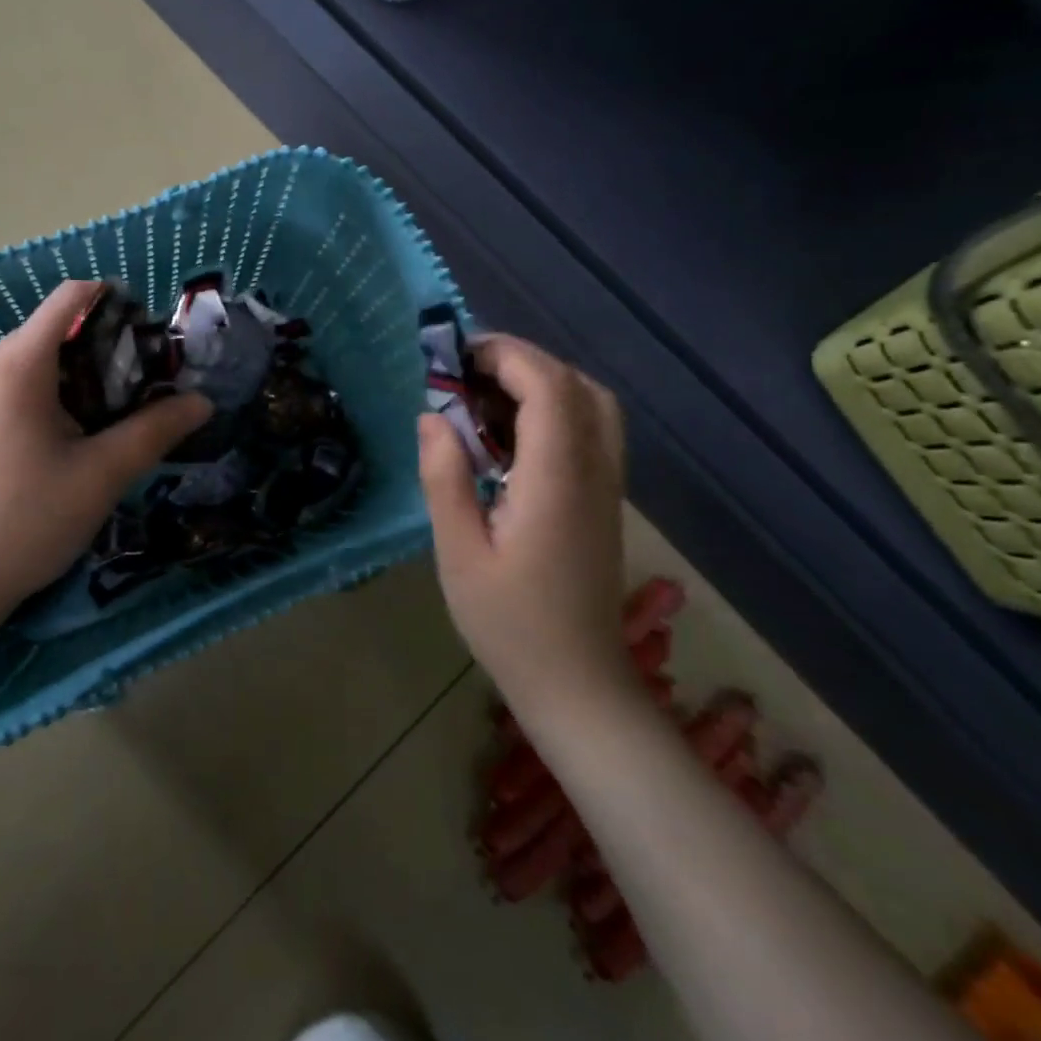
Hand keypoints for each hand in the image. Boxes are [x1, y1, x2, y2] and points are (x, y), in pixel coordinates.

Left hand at [0, 280, 211, 626]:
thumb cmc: (23, 522)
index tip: (151, 339)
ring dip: (74, 383)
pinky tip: (60, 449)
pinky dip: (43, 402)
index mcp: (15, 364)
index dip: (116, 303)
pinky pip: (6, 392)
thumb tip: (201, 402)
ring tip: (105, 428)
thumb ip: (154, 431)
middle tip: (140, 396)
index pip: (70, 298)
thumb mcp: (100, 476)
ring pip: (30, 367)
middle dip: (102, 354)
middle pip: (52, 334)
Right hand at [417, 335, 631, 720]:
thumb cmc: (509, 624)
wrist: (578, 684)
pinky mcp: (605, 500)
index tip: (456, 357)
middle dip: (522, 361)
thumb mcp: (458, 553)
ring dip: (542, 381)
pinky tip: (512, 434)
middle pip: (576, 384)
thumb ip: (445, 478)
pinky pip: (593, 429)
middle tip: (465, 373)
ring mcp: (607, 486)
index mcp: (556, 480)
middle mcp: (594, 471)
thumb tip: (432, 416)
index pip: (547, 387)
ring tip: (485, 396)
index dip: (506, 356)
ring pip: (593, 403)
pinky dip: (556, 408)